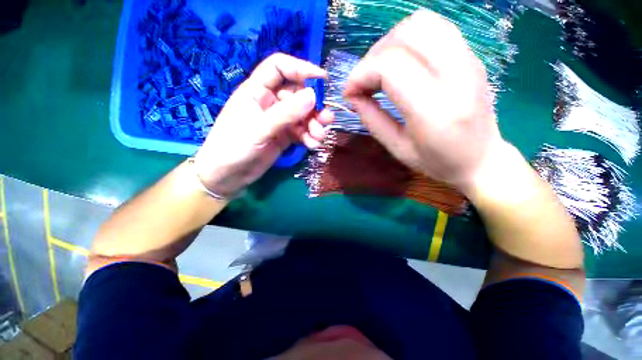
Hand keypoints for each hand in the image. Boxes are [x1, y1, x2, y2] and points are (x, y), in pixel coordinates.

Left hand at [194, 54, 333, 197]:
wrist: (228, 176)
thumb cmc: (234, 147)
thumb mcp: (259, 128)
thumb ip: (286, 113)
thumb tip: (313, 95)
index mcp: (257, 91)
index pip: (279, 68)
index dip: (301, 68)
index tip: (322, 79)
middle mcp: (270, 102)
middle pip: (298, 94)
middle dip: (314, 106)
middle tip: (326, 119)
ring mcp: (279, 121)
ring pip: (303, 115)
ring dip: (314, 124)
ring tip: (319, 136)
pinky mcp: (284, 136)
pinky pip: (302, 132)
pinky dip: (309, 137)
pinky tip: (312, 145)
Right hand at [343, 10, 504, 193]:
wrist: (482, 159)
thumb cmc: (437, 162)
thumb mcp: (397, 148)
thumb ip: (372, 120)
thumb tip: (352, 97)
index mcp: (435, 111)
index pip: (390, 67)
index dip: (360, 75)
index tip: (349, 92)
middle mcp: (456, 76)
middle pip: (405, 36)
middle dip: (372, 57)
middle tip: (364, 83)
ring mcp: (468, 60)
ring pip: (420, 23)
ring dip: (389, 44)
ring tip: (380, 71)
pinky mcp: (471, 55)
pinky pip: (435, 28)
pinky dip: (408, 39)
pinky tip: (400, 63)